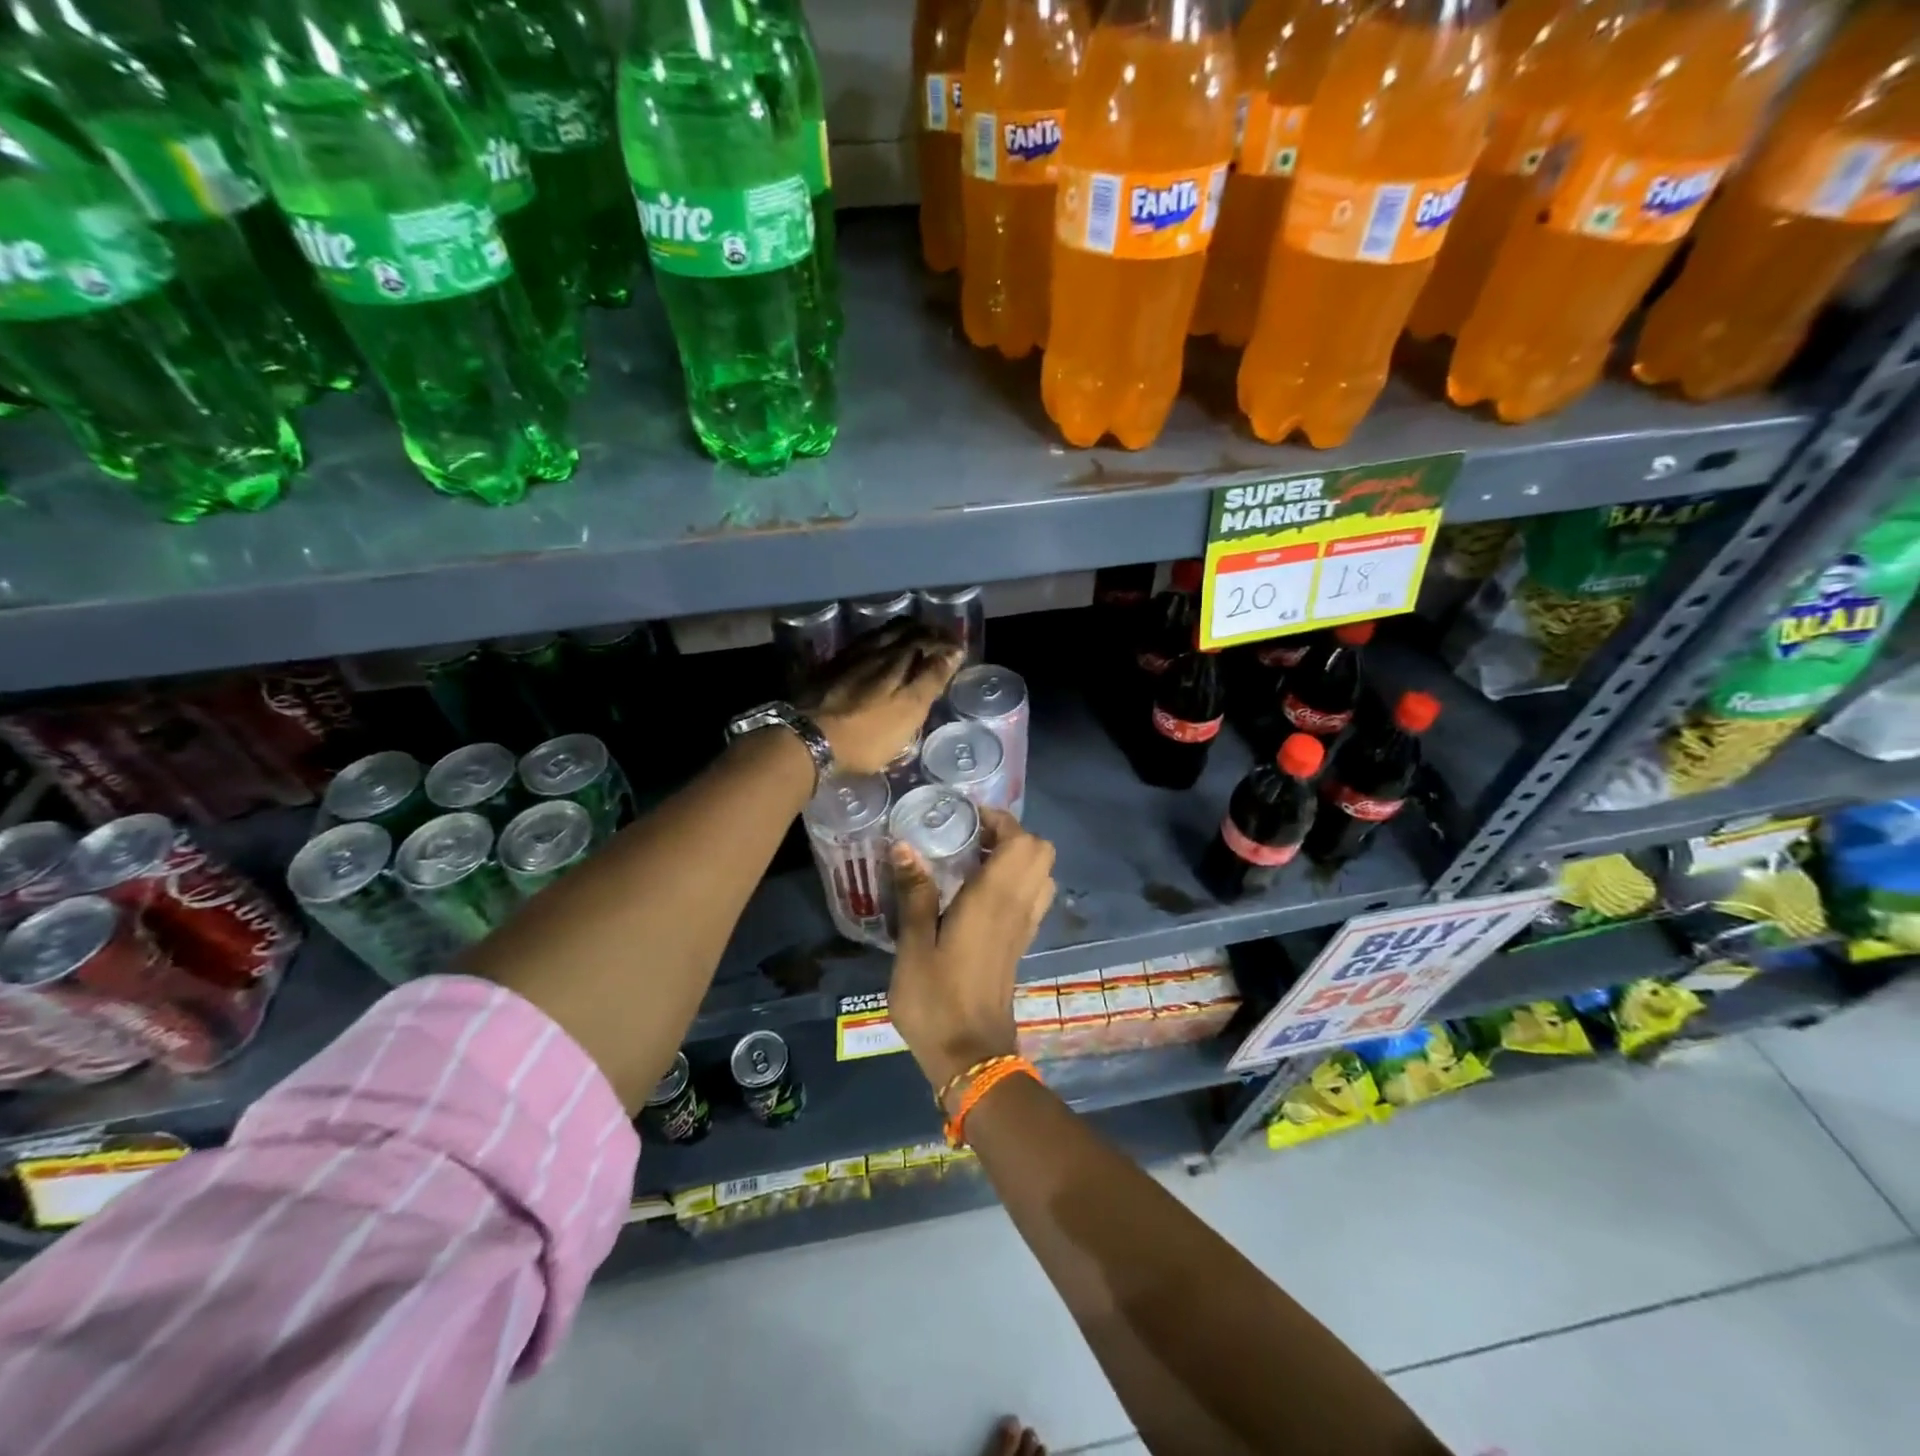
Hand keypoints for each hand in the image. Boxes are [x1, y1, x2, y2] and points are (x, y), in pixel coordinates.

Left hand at [797, 620, 962, 774]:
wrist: (807, 738)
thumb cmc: (867, 732)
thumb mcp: (908, 711)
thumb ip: (930, 680)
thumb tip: (953, 651)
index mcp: (896, 657)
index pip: (926, 637)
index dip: (945, 640)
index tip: (958, 647)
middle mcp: (873, 649)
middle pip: (901, 629)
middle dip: (923, 631)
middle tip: (938, 639)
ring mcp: (848, 657)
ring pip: (879, 635)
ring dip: (899, 634)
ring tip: (910, 641)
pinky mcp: (828, 669)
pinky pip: (860, 646)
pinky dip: (877, 645)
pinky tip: (875, 654)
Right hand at [888, 807, 1055, 1103]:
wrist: (970, 1056)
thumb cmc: (936, 1001)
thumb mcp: (914, 946)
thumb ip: (915, 893)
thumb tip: (905, 846)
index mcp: (994, 899)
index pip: (1021, 840)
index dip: (999, 820)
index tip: (965, 819)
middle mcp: (1018, 906)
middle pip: (1041, 850)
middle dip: (1011, 834)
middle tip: (970, 839)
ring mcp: (1024, 926)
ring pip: (1042, 873)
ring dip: (1017, 857)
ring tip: (974, 861)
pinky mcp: (1021, 943)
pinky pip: (1034, 897)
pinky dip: (1017, 881)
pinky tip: (978, 893)